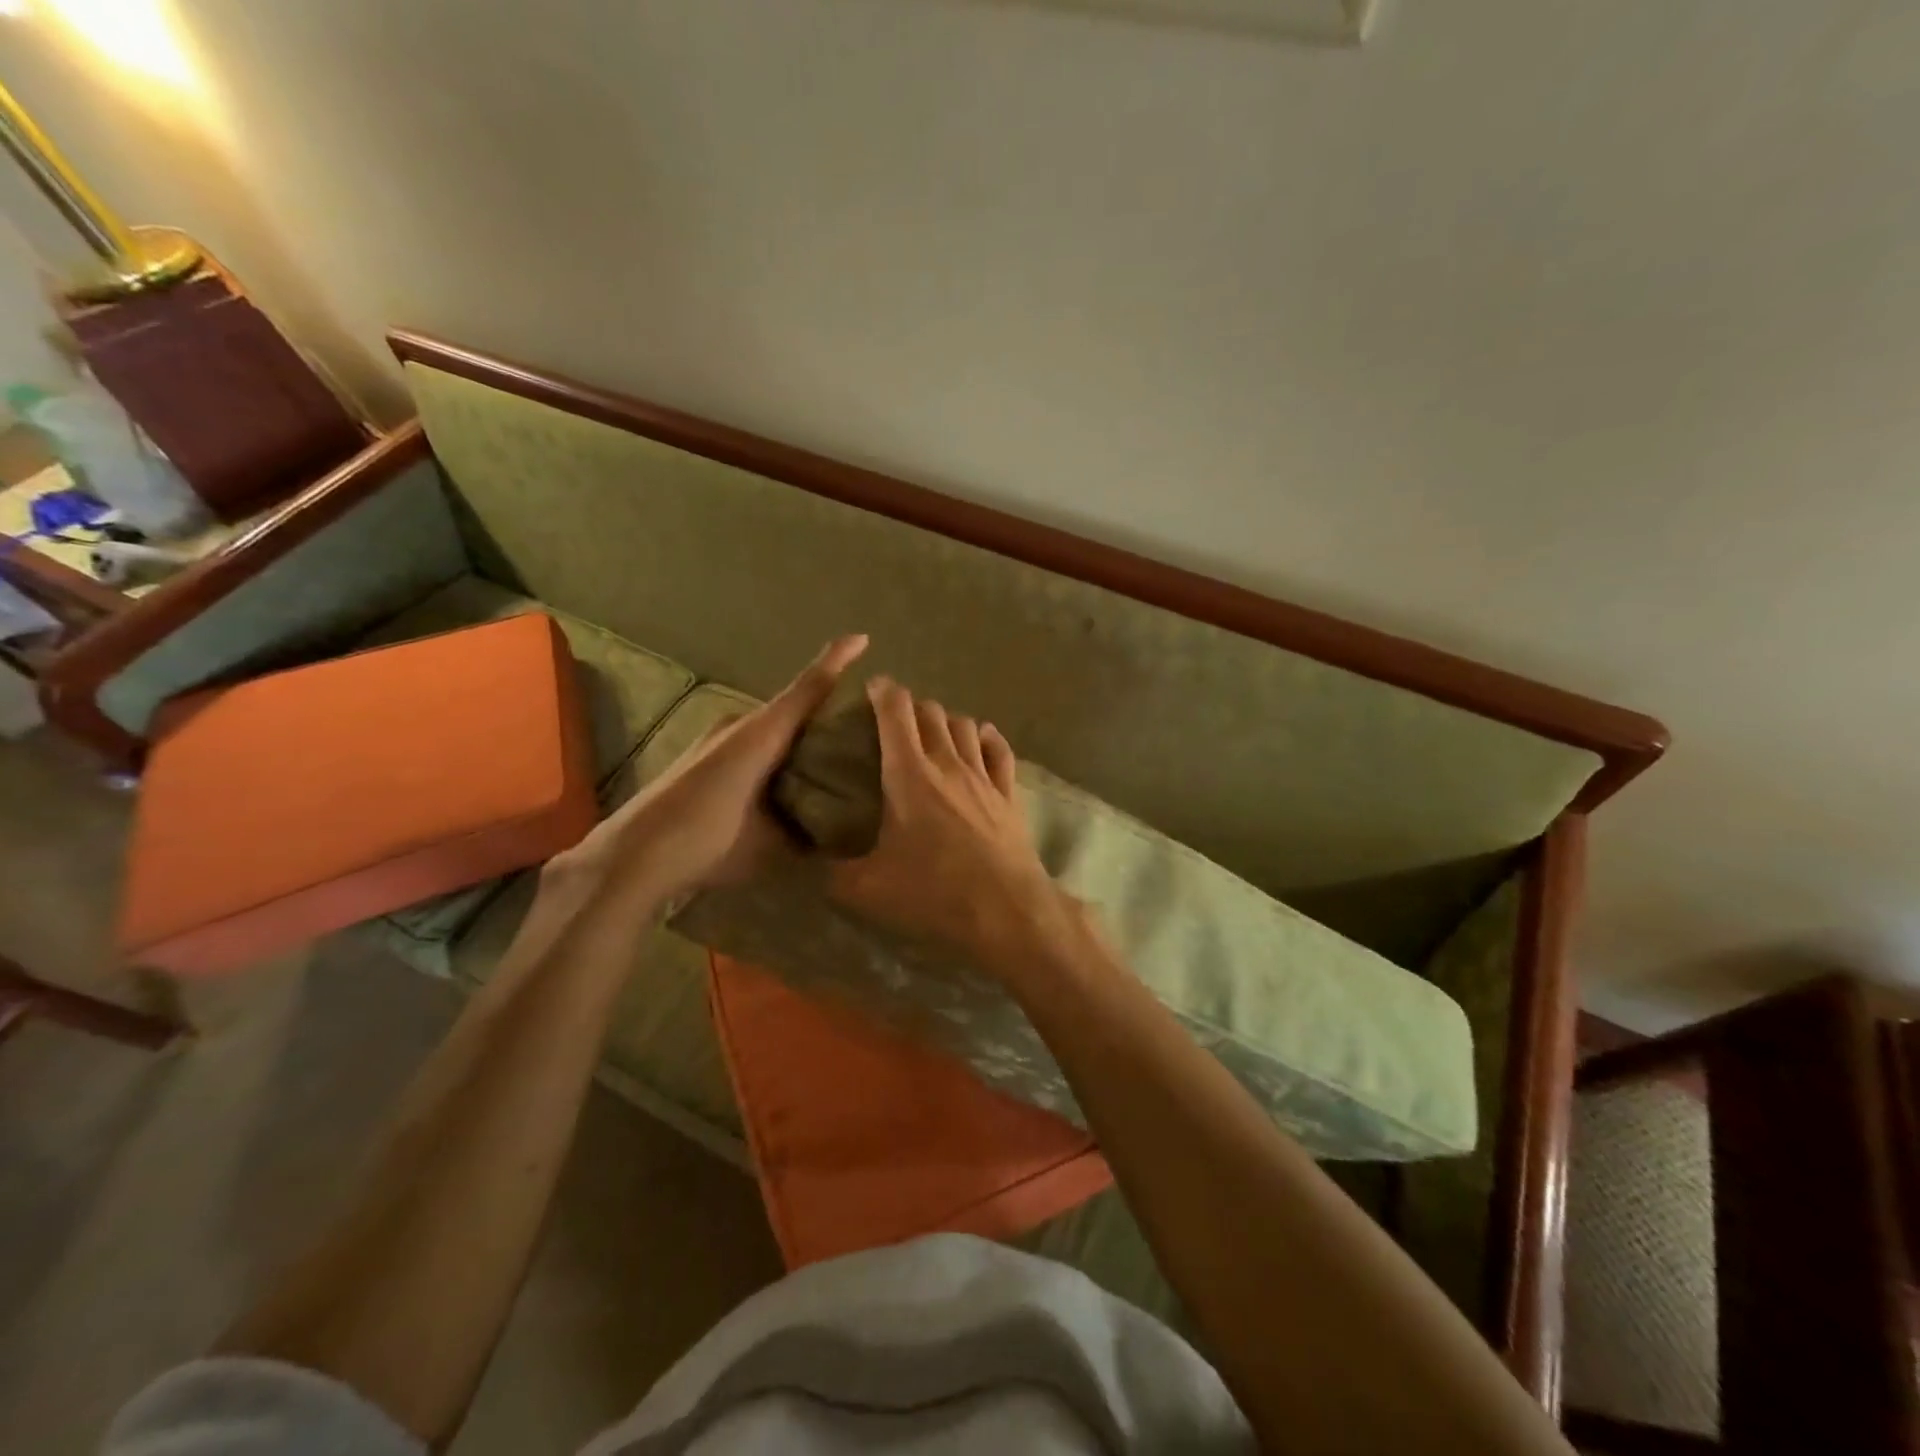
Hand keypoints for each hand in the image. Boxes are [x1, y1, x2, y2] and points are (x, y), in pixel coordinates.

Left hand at [550, 634, 868, 904]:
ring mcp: (716, 738)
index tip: (862, 638)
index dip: (836, 662)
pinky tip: (783, 781)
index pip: (807, 690)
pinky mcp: (702, 755)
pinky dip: (774, 752)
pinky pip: (752, 742)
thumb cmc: (707, 840)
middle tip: (861, 729)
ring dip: (797, 736)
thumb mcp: (768, 845)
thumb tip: (833, 840)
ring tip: (828, 759)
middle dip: (824, 710)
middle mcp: (740, 725)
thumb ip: (805, 837)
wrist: (633, 856)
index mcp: (762, 735)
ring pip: (771, 727)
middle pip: (792, 707)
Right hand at [830, 678, 1070, 971]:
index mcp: (909, 774)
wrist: (1006, 911)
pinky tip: (982, 739)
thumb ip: (832, 872)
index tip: (872, 687)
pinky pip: (1000, 752)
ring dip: (947, 721)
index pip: (896, 712)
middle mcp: (948, 763)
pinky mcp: (1009, 795)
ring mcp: (983, 777)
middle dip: (912, 706)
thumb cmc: (933, 893)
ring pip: (966, 727)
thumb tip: (807, 864)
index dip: (882, 691)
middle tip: (896, 719)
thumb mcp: (867, 889)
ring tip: (934, 731)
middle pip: (932, 713)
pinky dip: (987, 738)